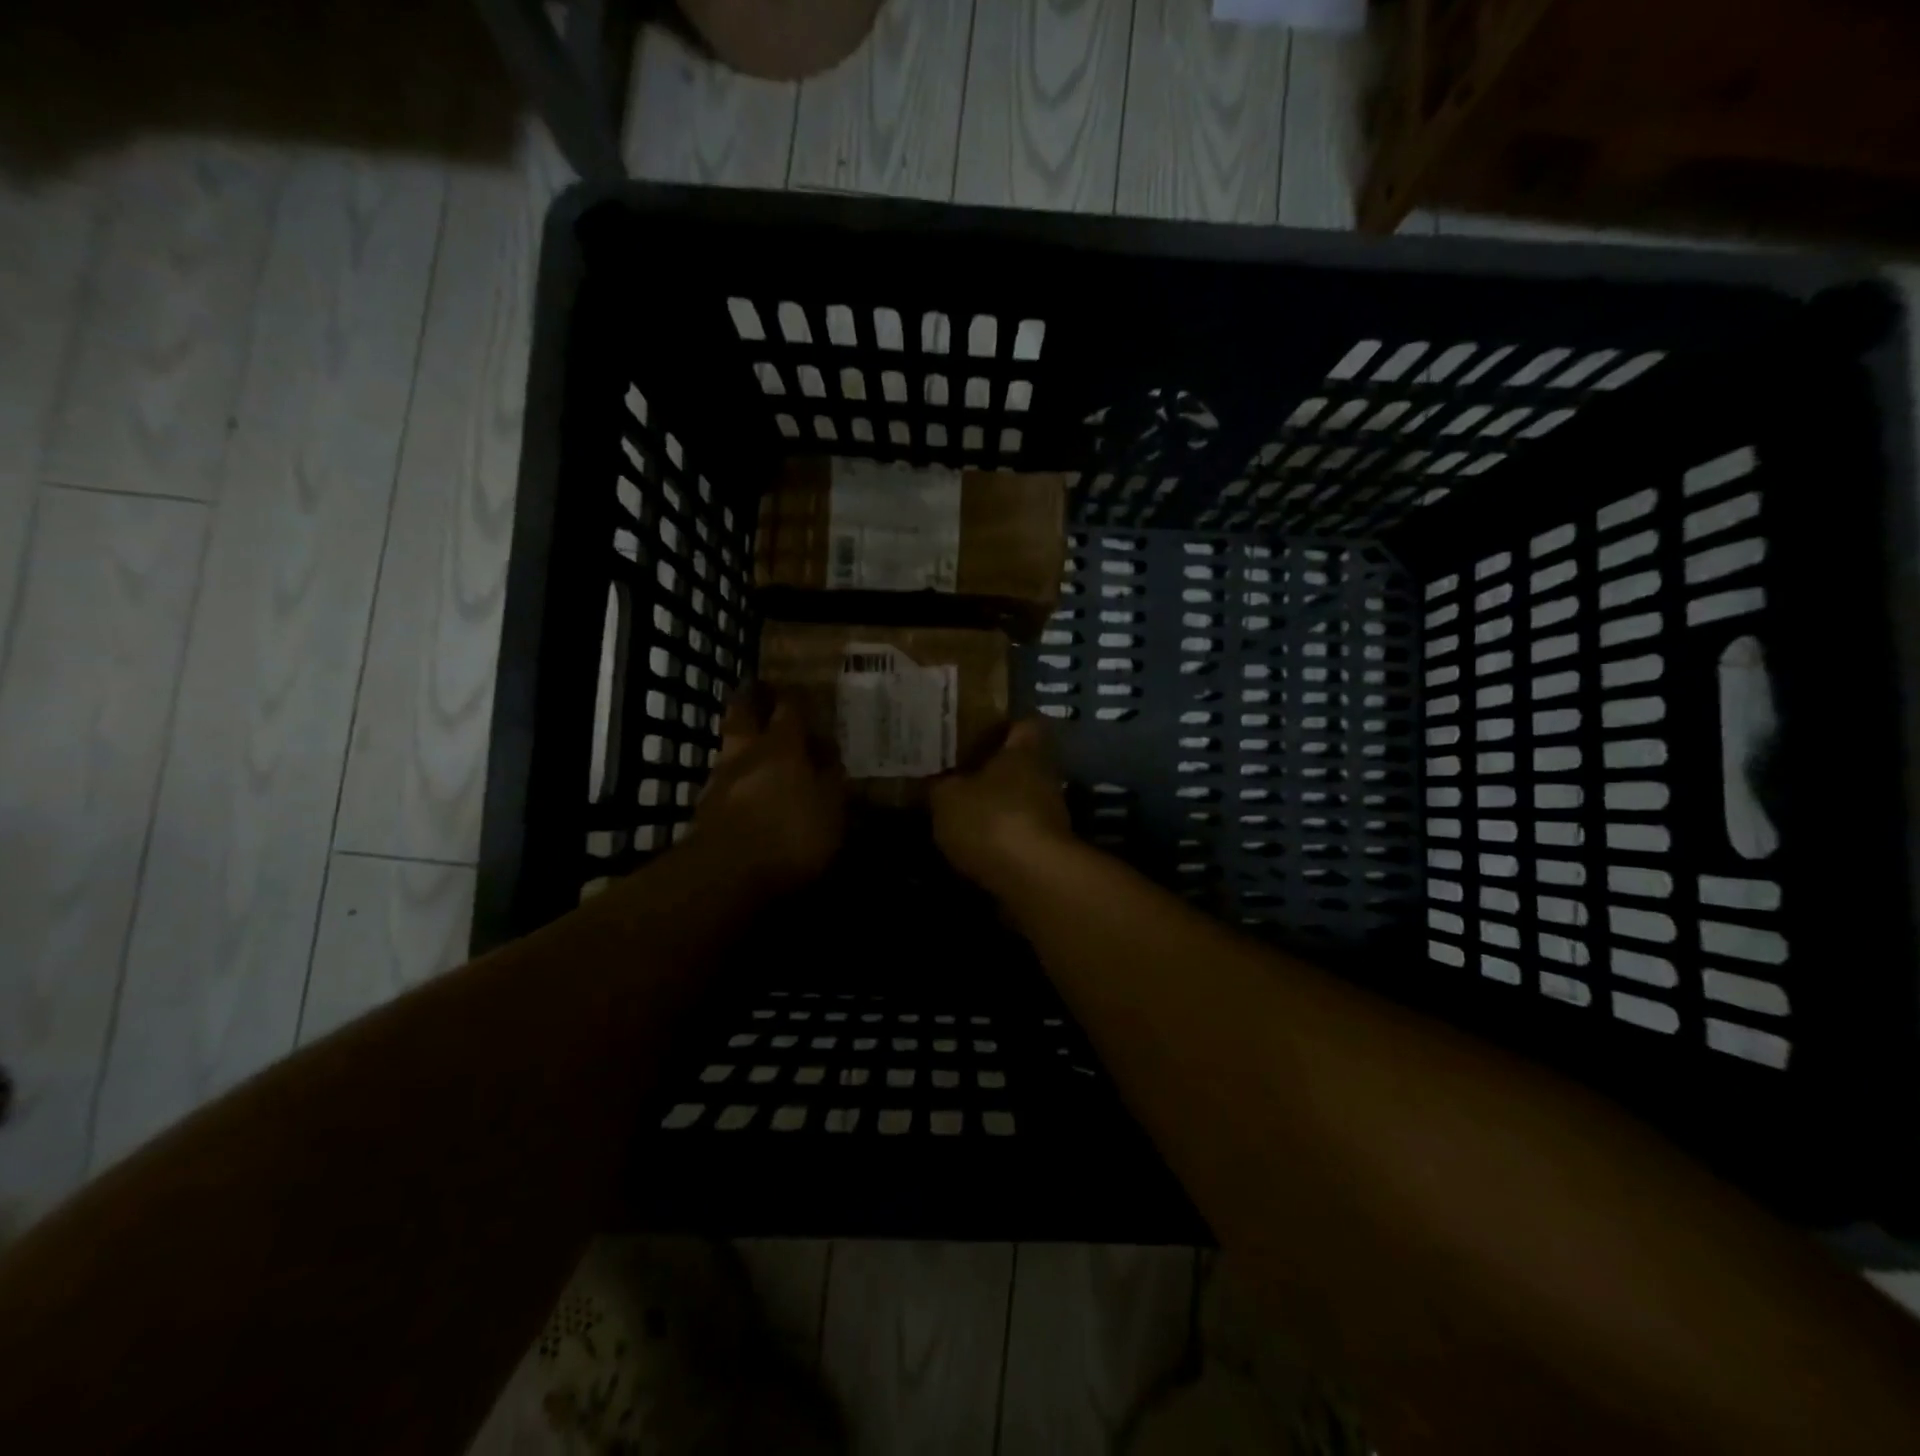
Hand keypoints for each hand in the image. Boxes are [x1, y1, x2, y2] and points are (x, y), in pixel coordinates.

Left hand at [694, 688, 844, 892]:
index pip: (790, 709)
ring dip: (738, 740)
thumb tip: (830, 756)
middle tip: (756, 689)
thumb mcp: (830, 809)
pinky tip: (739, 788)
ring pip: (728, 747)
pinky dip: (731, 778)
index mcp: (783, 747)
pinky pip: (721, 782)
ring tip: (749, 743)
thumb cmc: (790, 834)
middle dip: (750, 700)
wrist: (724, 874)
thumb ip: (831, 780)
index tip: (799, 688)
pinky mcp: (703, 810)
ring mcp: (719, 780)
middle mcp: (747, 754)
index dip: (795, 697)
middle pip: (743, 715)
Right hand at [928, 719, 1074, 890]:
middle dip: (992, 771)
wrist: (1032, 879)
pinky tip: (972, 846)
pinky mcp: (1047, 851)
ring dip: (996, 807)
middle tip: (956, 774)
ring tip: (959, 813)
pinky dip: (999, 839)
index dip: (1004, 725)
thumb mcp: (946, 797)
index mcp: (1024, 752)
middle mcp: (1044, 778)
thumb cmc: (990, 819)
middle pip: (1020, 766)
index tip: (977, 730)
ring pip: (1020, 801)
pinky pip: (1018, 834)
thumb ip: (940, 785)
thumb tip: (936, 782)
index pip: (1025, 724)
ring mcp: (1051, 816)